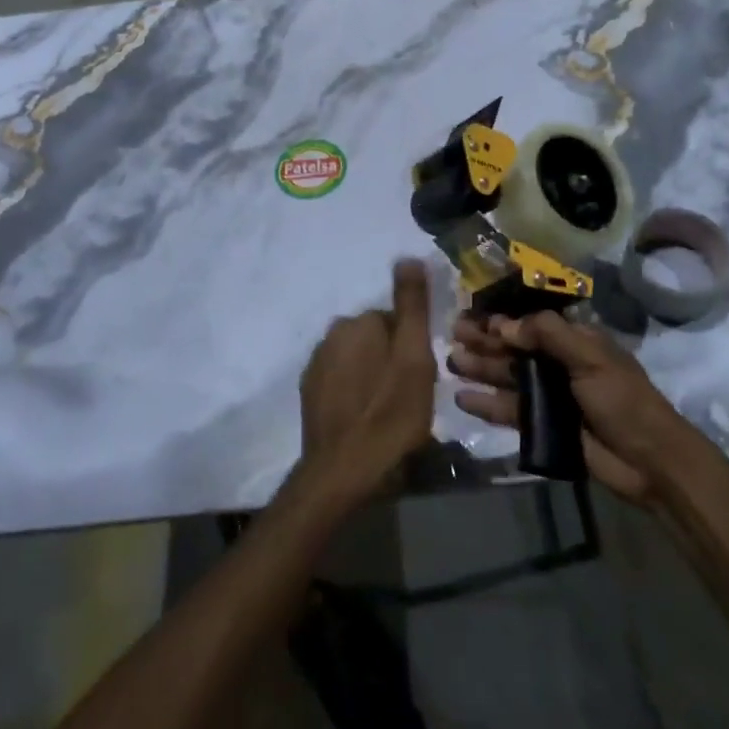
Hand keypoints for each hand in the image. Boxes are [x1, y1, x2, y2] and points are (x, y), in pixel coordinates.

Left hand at [298, 261, 437, 503]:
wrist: (344, 472)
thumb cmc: (390, 414)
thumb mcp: (414, 357)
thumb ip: (411, 305)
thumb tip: (407, 257)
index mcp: (358, 322)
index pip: (394, 321)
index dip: (412, 348)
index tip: (420, 377)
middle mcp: (331, 334)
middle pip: (374, 338)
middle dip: (390, 359)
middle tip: (406, 395)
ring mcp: (315, 365)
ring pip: (357, 359)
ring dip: (372, 375)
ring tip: (387, 411)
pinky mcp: (309, 393)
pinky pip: (340, 381)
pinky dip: (353, 392)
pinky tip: (364, 418)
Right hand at [450, 312, 700, 504]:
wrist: (649, 462)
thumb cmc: (623, 400)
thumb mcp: (591, 358)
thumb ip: (548, 335)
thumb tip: (504, 325)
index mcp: (576, 341)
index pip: (531, 324)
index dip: (501, 320)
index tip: (470, 317)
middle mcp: (559, 364)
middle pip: (515, 349)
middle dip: (485, 342)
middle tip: (452, 337)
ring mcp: (550, 396)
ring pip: (508, 377)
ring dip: (481, 369)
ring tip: (451, 364)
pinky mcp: (543, 426)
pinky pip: (510, 411)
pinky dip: (488, 404)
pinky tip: (463, 399)